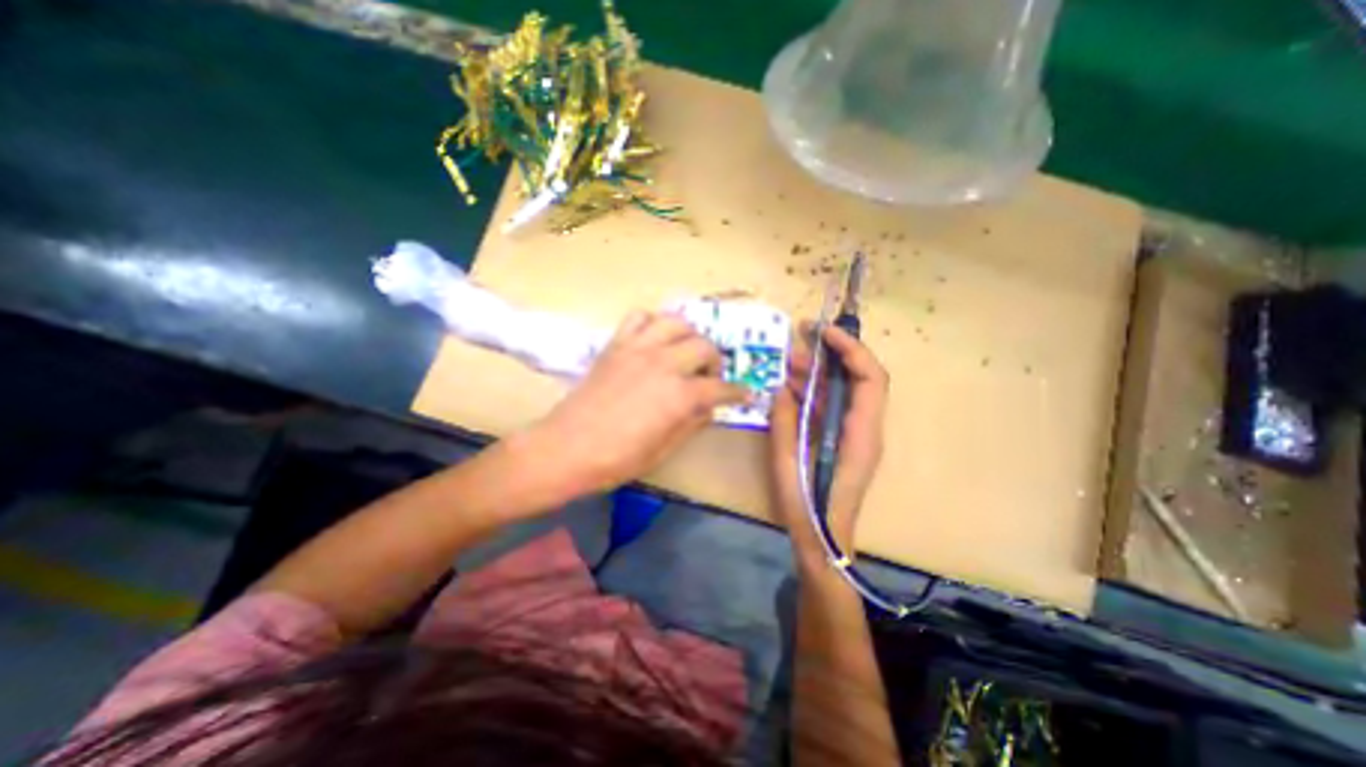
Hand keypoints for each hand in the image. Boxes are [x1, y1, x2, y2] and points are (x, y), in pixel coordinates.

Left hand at [532, 312, 745, 495]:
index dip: (737, 391)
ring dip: (688, 335)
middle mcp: (663, 364)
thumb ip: (691, 424)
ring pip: (676, 322)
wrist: (565, 448)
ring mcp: (638, 350)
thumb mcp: (662, 451)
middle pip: (704, 346)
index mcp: (679, 396)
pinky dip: (652, 323)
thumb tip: (708, 408)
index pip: (720, 387)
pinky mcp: (616, 345)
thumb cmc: (616, 459)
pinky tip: (653, 339)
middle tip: (710, 376)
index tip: (745, 393)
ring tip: (685, 351)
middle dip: (715, 361)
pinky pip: (638, 317)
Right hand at [768, 328, 886, 553]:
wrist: (823, 541)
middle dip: (833, 354)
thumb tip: (783, 387)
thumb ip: (785, 420)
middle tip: (799, 341)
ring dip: (820, 372)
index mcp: (861, 433)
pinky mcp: (843, 439)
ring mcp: (856, 433)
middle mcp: (866, 428)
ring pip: (845, 390)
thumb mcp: (787, 461)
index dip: (851, 349)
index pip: (871, 378)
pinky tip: (791, 386)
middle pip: (861, 378)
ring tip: (788, 362)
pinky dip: (815, 391)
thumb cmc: (807, 505)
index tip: (823, 333)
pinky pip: (833, 406)